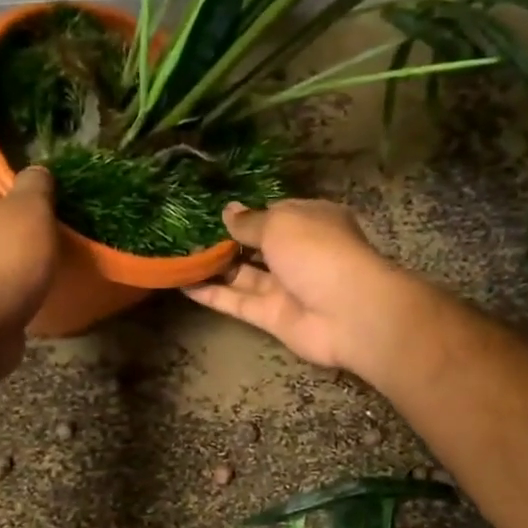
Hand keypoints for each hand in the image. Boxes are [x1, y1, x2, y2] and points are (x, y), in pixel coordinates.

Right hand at [185, 199, 412, 372]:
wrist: (348, 312)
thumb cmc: (318, 252)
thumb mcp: (280, 224)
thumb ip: (250, 221)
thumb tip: (228, 211)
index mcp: (311, 221)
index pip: (275, 214)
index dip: (246, 213)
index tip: (212, 211)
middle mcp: (299, 253)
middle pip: (257, 245)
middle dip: (226, 240)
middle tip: (186, 232)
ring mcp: (286, 287)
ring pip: (244, 274)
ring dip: (214, 266)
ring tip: (178, 254)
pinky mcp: (272, 316)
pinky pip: (238, 302)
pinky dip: (212, 294)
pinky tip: (183, 282)